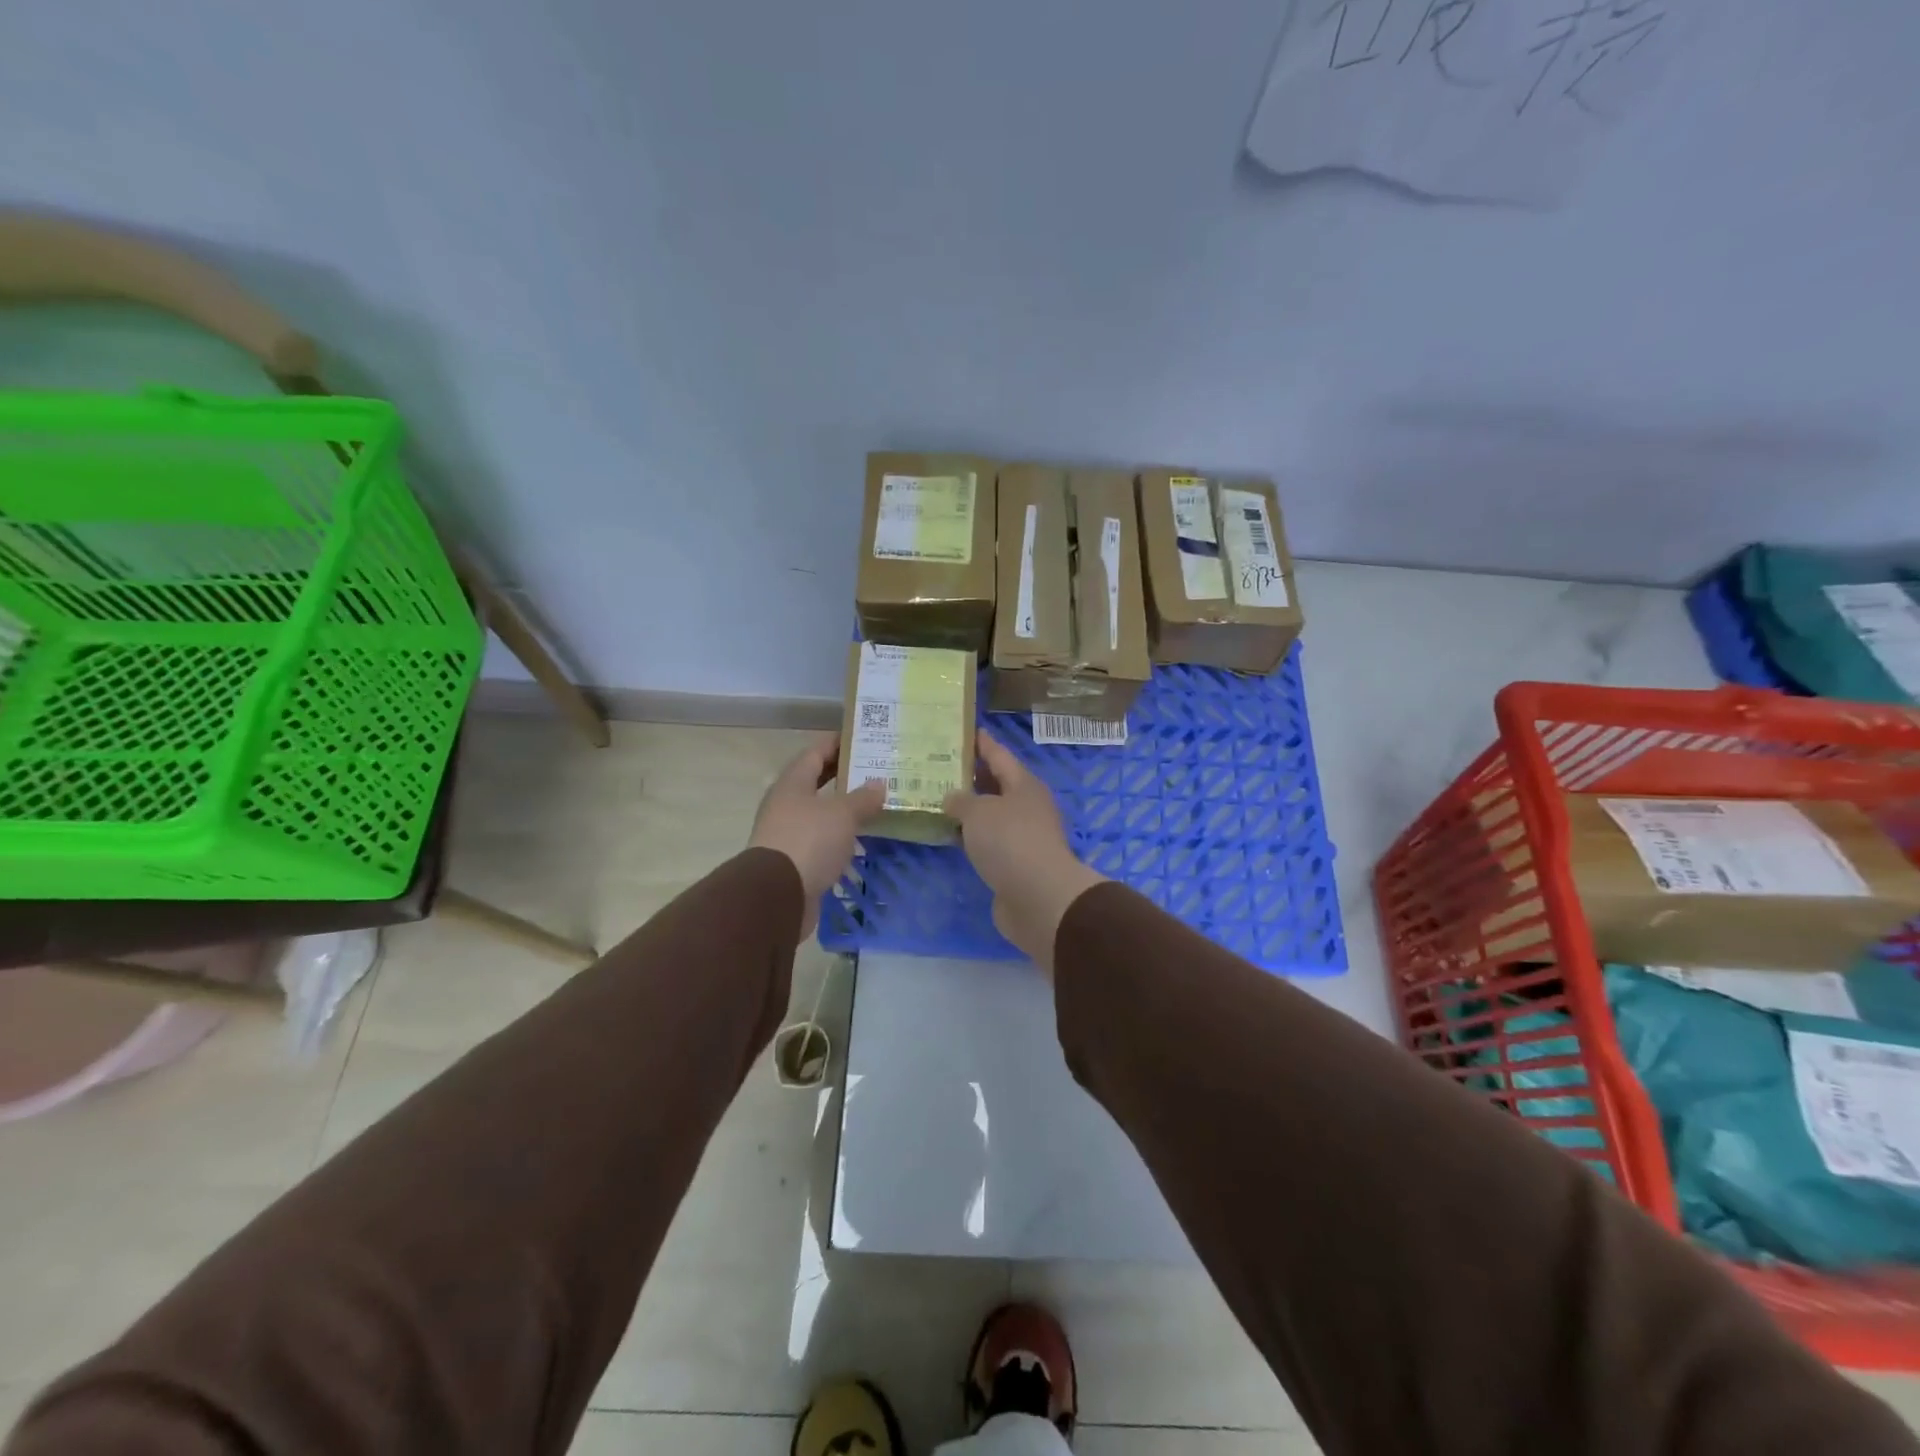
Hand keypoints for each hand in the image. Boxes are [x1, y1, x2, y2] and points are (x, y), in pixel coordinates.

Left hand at [749, 734, 886, 939]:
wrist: (777, 896)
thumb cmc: (809, 841)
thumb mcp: (843, 814)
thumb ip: (863, 798)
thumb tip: (879, 784)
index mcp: (793, 784)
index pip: (815, 753)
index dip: (837, 743)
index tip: (861, 737)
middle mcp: (786, 804)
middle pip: (817, 782)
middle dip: (844, 775)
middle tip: (875, 769)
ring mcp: (788, 833)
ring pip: (820, 812)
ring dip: (844, 808)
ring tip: (875, 803)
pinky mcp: (795, 860)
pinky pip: (822, 839)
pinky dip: (841, 835)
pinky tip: (861, 837)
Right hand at [944, 732, 1106, 973]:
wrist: (1038, 898)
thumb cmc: (1010, 842)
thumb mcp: (979, 812)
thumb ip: (961, 801)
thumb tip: (952, 798)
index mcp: (1024, 785)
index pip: (999, 755)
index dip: (982, 743)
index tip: (966, 730)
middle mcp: (1026, 806)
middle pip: (996, 784)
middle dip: (971, 776)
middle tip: (939, 766)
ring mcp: (1022, 836)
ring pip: (991, 814)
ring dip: (969, 809)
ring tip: (937, 799)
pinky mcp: (1014, 863)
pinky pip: (987, 841)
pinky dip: (971, 835)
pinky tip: (950, 835)